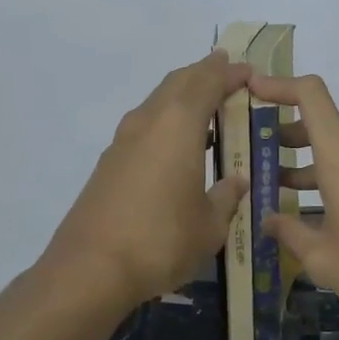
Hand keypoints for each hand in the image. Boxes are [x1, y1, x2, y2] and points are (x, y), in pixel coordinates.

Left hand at [44, 51, 251, 309]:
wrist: (90, 269)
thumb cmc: (162, 241)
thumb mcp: (210, 225)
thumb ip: (227, 197)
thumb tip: (236, 181)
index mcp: (178, 125)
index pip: (207, 82)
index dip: (229, 73)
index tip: (248, 70)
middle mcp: (149, 122)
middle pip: (178, 82)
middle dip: (204, 74)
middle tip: (228, 77)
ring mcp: (123, 142)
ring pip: (157, 102)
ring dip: (182, 97)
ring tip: (208, 110)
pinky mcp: (108, 164)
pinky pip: (145, 127)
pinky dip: (166, 123)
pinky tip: (178, 147)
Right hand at [251, 74, 338, 325]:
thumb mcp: (324, 259)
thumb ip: (291, 234)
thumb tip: (269, 221)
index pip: (310, 95)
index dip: (278, 86)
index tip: (249, 91)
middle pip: (319, 125)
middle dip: (283, 135)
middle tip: (251, 153)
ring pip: (337, 151)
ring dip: (305, 162)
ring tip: (273, 186)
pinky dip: (329, 179)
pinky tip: (313, 212)